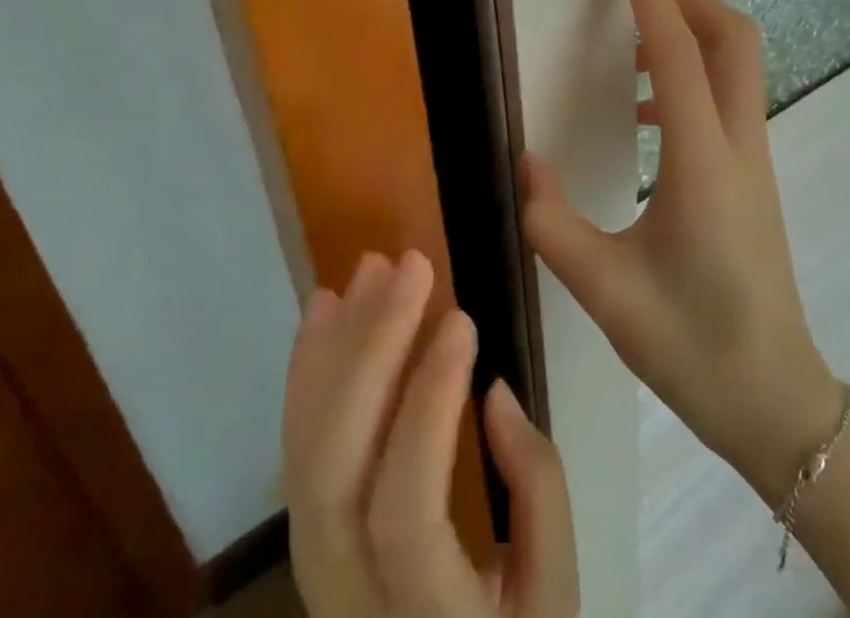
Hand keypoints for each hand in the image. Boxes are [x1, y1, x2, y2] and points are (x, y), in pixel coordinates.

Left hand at [282, 250, 578, 617]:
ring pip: (305, 449)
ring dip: (339, 344)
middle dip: (372, 349)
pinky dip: (309, 369)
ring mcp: (314, 568)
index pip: (406, 509)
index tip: (462, 319)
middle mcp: (347, 598)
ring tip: (371, 269)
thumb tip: (491, 391)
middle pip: (336, 468)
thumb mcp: (553, 589)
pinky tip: (324, 310)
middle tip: (411, 265)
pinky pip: (296, 447)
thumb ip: (536, 489)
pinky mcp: (306, 534)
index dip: (428, 408)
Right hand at [522, 0, 846, 504]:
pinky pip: (728, 95)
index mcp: (701, 161)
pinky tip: (646, 114)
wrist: (776, 401)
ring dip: (690, 31)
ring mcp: (754, 157)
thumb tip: (524, 162)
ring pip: (737, 62)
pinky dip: (691, 73)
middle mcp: (737, 143)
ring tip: (629, 48)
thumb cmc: (693, 347)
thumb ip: (553, 224)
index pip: (675, 49)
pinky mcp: (752, 173)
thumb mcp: (606, 293)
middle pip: (732, 35)